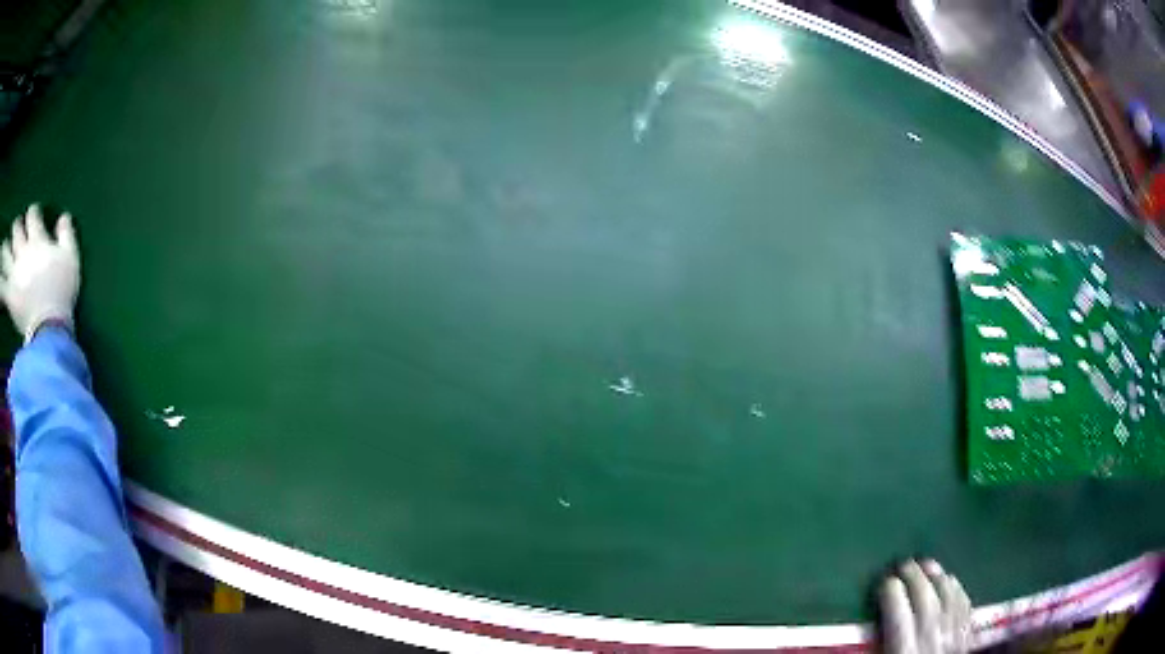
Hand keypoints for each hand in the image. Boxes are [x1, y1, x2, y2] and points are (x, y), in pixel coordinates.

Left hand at [0, 205, 79, 342]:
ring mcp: (14, 274)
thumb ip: (66, 235)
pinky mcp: (9, 295)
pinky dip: (0, 281)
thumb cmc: (62, 292)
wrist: (49, 329)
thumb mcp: (71, 259)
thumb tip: (63, 217)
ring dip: (5, 248)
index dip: (32, 213)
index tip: (34, 216)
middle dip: (16, 227)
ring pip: (6, 253)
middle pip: (16, 229)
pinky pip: (1, 287)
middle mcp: (23, 251)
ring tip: (5, 250)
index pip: (32, 215)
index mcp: (37, 240)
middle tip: (17, 231)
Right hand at [880, 559, 971, 653]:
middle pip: (925, 600)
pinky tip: (950, 580)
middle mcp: (932, 641)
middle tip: (903, 564)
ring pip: (949, 598)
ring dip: (938, 577)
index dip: (891, 594)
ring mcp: (954, 636)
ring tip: (927, 565)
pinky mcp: (968, 636)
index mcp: (905, 653)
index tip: (884, 582)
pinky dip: (957, 589)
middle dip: (914, 578)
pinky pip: (965, 605)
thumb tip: (861, 636)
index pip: (898, 616)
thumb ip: (880, 648)